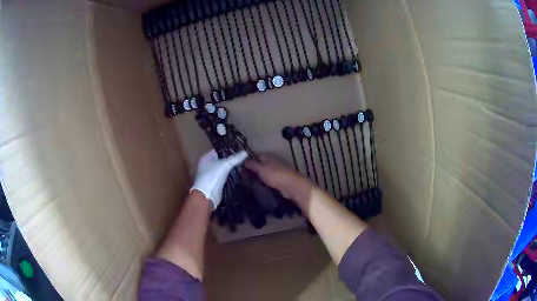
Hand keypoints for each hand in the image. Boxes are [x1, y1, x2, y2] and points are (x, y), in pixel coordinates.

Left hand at [190, 150, 247, 209]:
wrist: (207, 195)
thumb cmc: (213, 176)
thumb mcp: (225, 165)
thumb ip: (235, 158)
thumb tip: (245, 152)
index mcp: (206, 158)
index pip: (218, 150)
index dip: (228, 150)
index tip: (239, 150)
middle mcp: (206, 165)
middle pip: (220, 160)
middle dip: (230, 159)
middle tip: (242, 158)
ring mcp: (210, 174)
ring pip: (222, 168)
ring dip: (230, 168)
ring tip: (242, 165)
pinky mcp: (214, 183)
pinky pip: (223, 176)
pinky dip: (229, 175)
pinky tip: (237, 174)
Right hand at [245, 156, 314, 204]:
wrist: (291, 186)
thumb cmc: (275, 175)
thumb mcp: (260, 168)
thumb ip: (252, 164)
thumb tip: (244, 161)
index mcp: (267, 157)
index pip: (255, 156)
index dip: (248, 162)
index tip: (240, 169)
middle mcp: (272, 163)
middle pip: (259, 166)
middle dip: (252, 171)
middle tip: (243, 179)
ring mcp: (276, 172)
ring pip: (263, 174)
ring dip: (257, 179)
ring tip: (248, 185)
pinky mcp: (278, 181)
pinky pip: (268, 181)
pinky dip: (263, 184)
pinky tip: (258, 188)